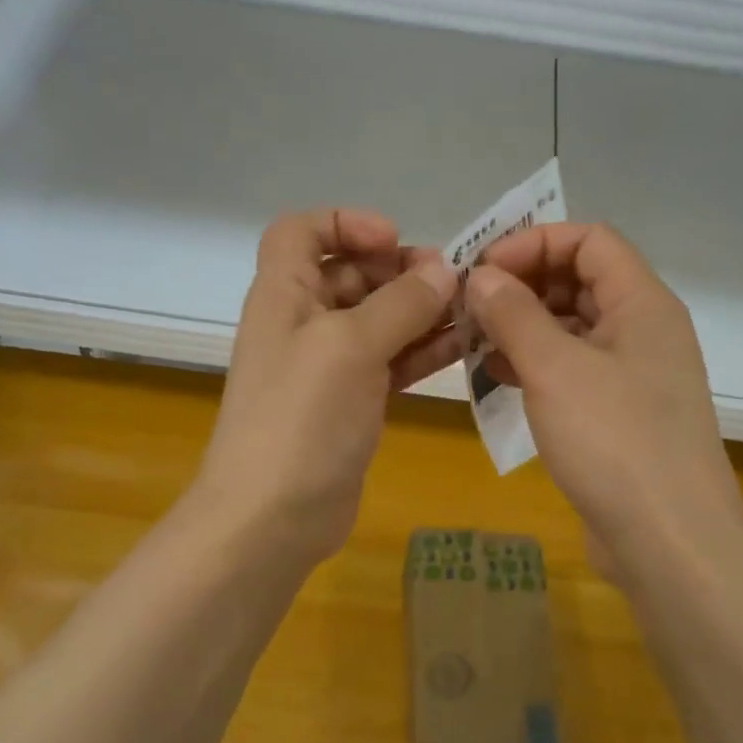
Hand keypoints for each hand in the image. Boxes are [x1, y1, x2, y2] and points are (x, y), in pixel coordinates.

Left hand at [196, 209, 460, 563]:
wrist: (272, 519)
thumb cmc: (302, 417)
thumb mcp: (350, 346)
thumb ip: (399, 303)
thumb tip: (443, 271)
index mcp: (284, 293)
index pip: (301, 231)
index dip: (345, 223)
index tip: (393, 240)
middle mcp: (302, 321)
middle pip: (351, 273)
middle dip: (400, 271)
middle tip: (452, 282)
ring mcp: (327, 365)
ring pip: (378, 319)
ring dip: (421, 311)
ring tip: (471, 312)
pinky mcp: (350, 401)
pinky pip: (390, 360)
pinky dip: (422, 350)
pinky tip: (463, 348)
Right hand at [466, 223, 742, 575]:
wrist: (672, 545)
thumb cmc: (616, 442)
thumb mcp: (554, 369)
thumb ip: (514, 313)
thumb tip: (480, 276)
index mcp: (643, 304)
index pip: (590, 240)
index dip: (535, 243)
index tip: (483, 269)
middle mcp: (644, 330)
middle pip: (580, 280)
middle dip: (523, 285)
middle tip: (470, 305)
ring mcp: (634, 375)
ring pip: (573, 327)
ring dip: (524, 326)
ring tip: (475, 340)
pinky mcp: (620, 414)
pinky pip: (573, 369)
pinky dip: (536, 364)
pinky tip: (499, 378)